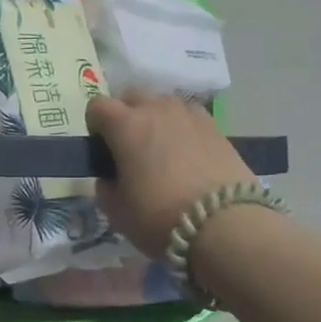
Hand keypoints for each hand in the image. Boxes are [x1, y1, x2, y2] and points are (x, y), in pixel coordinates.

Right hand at [86, 92, 253, 257]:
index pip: (97, 106)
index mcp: (125, 125)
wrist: (225, 225)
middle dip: (124, 115)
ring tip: (161, 149)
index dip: (94, 126)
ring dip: (154, 118)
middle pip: (131, 96)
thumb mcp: (117, 211)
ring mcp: (189, 114)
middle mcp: (156, 109)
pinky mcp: (216, 126)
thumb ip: (106, 187)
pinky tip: (187, 153)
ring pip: (162, 103)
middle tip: (129, 147)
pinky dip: (181, 127)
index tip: (101, 150)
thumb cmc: (161, 216)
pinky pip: (188, 116)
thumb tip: (110, 178)